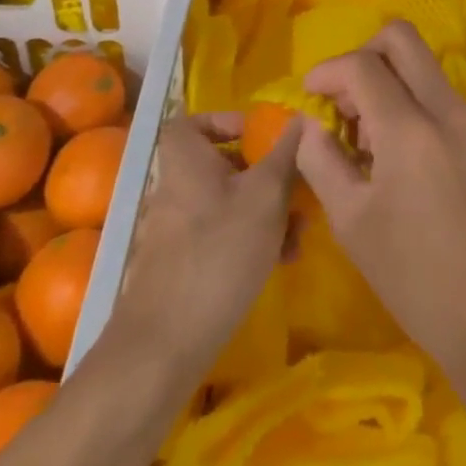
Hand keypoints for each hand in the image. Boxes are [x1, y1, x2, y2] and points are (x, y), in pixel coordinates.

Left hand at [96, 112, 301, 383]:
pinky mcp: (184, 266)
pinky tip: (284, 259)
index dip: (225, 120)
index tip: (259, 134)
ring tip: (301, 232)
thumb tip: (301, 117)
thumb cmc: (219, 252)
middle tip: (297, 186)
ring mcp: (178, 231)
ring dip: (268, 211)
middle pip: (222, 164)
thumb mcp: (266, 194)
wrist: (164, 348)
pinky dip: (252, 239)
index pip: (192, 122)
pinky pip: (222, 236)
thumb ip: (286, 153)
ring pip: (229, 203)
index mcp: (186, 161)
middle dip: (265, 173)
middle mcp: (177, 189)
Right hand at [295, 22, 465, 373]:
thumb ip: (322, 162)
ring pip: (424, 66)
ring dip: (389, 81)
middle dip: (363, 55)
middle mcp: (446, 107)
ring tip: (366, 141)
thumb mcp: (354, 224)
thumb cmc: (418, 278)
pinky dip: (413, 104)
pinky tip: (399, 158)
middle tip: (343, 102)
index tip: (308, 95)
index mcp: (410, 126)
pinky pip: (442, 97)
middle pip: (402, 39)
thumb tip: (307, 126)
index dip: (327, 70)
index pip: (362, 65)